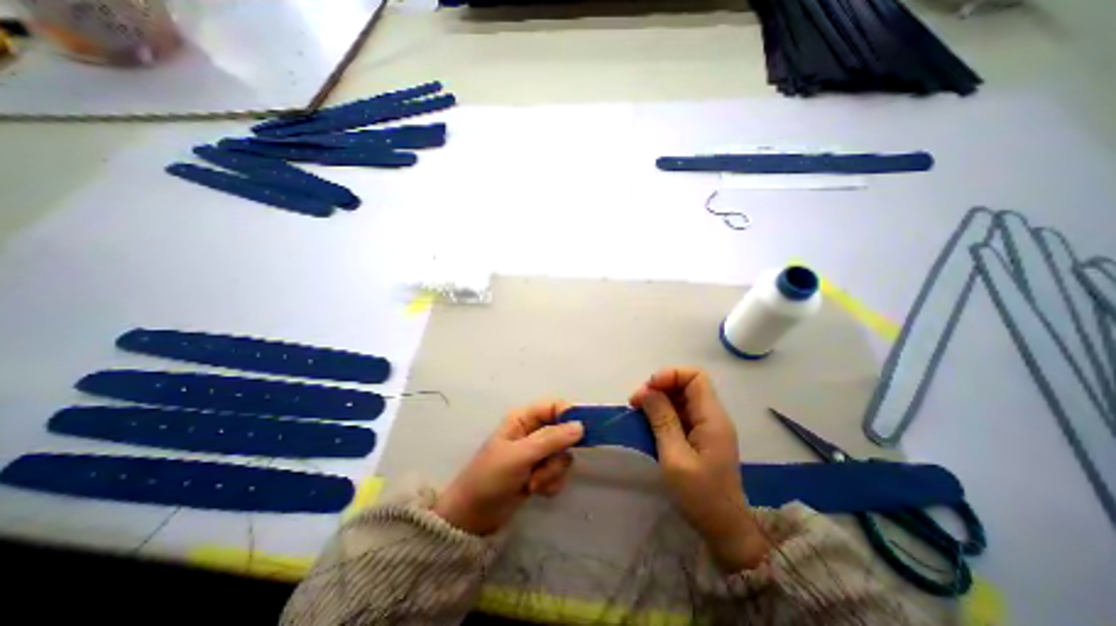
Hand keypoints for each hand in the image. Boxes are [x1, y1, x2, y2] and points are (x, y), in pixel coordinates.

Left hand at [431, 399, 583, 534]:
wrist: (473, 518)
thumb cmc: (491, 478)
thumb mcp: (520, 456)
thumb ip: (550, 440)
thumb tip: (580, 426)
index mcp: (523, 418)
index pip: (554, 406)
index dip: (570, 415)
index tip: (583, 432)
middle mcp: (532, 431)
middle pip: (563, 432)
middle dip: (557, 454)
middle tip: (546, 466)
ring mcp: (537, 452)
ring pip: (562, 455)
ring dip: (552, 472)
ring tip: (534, 484)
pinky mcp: (539, 471)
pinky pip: (558, 472)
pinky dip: (551, 483)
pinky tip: (536, 492)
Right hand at [631, 366, 773, 572]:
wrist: (725, 530)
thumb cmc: (701, 496)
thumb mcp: (675, 457)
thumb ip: (662, 420)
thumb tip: (648, 391)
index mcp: (712, 417)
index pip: (695, 376)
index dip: (670, 375)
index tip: (648, 390)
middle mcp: (712, 416)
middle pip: (687, 384)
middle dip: (659, 387)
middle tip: (636, 402)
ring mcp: (707, 426)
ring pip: (681, 397)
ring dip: (658, 399)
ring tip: (638, 412)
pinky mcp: (700, 436)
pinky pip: (680, 413)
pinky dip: (662, 413)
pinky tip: (648, 424)